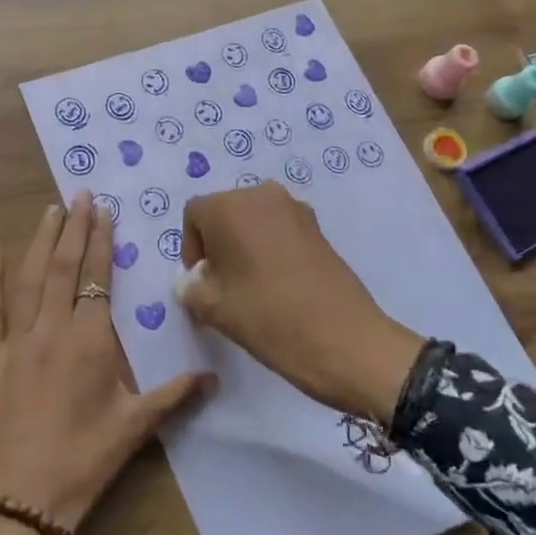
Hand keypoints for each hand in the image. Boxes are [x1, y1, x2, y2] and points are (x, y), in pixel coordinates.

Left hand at [0, 193, 213, 534]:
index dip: (102, 242)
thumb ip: (174, 394)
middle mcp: (52, 330)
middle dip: (74, 228)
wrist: (18, 506)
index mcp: (90, 342)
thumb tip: (215, 375)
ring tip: (51, 210)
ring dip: (40, 240)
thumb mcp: (134, 429)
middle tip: (80, 194)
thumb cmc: (82, 464)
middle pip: (63, 267)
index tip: (105, 210)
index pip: (97, 278)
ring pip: (28, 278)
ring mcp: (14, 341)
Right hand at [179, 184, 423, 422]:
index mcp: (229, 206)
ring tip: (250, 285)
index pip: (194, 215)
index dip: (191, 248)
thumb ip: (190, 288)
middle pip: (225, 212)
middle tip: (223, 285)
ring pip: (254, 220)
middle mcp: (262, 194)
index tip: (201, 282)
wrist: (344, 340)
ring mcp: (295, 208)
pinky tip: (278, 284)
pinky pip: (279, 228)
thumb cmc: (268, 318)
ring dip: (245, 245)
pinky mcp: (318, 227)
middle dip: (218, 243)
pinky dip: (270, 247)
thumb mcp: (213, 309)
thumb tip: (193, 281)